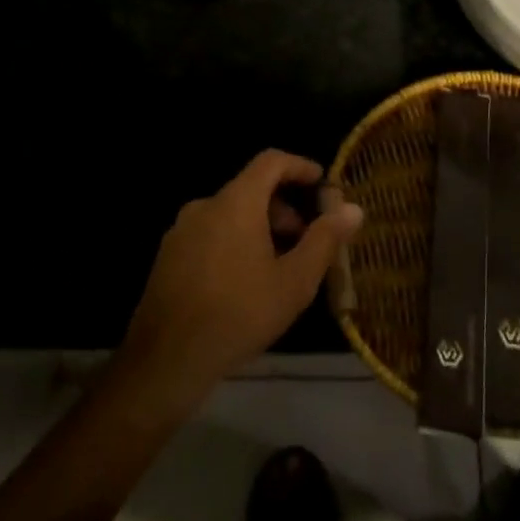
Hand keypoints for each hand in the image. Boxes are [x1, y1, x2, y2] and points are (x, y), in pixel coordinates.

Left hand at [118, 150, 364, 411]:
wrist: (166, 359)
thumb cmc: (239, 314)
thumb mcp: (294, 282)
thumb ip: (324, 240)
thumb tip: (353, 209)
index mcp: (236, 202)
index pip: (271, 161)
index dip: (300, 167)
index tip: (322, 184)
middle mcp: (205, 205)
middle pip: (251, 189)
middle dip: (284, 209)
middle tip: (306, 242)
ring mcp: (182, 229)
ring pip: (230, 213)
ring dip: (260, 228)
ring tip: (278, 268)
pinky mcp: (168, 255)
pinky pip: (210, 233)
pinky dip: (234, 242)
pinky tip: (244, 283)